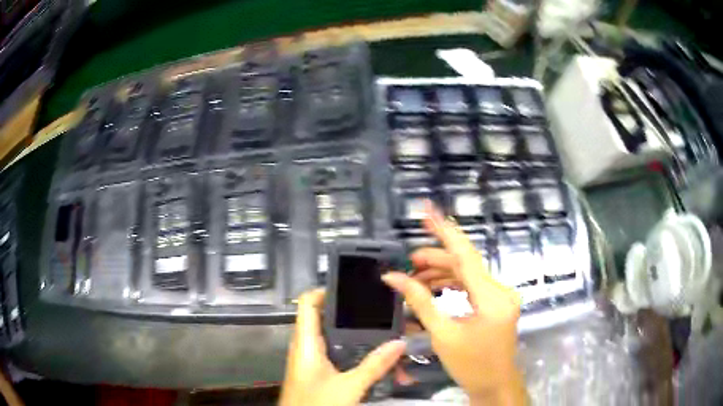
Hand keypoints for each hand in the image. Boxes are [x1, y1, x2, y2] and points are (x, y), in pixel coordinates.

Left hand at [279, 289, 406, 405]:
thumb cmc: (316, 403)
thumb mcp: (348, 387)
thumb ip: (374, 366)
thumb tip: (399, 343)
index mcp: (306, 342)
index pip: (308, 302)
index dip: (326, 290)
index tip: (354, 288)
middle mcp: (306, 346)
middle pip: (325, 318)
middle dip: (351, 313)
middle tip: (378, 309)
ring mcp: (312, 360)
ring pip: (333, 338)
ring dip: (355, 335)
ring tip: (381, 330)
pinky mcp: (319, 372)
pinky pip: (336, 354)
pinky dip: (353, 351)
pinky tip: (373, 357)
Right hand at [383, 203, 526, 405]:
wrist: (495, 384)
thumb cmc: (470, 365)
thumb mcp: (442, 334)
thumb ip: (420, 301)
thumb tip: (393, 278)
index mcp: (491, 298)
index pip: (465, 255)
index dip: (445, 231)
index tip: (427, 210)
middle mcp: (500, 291)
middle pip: (465, 264)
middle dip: (435, 259)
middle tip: (407, 262)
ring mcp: (500, 296)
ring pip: (467, 274)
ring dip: (442, 273)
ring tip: (414, 278)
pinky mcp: (496, 303)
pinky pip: (472, 286)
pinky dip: (452, 285)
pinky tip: (432, 288)